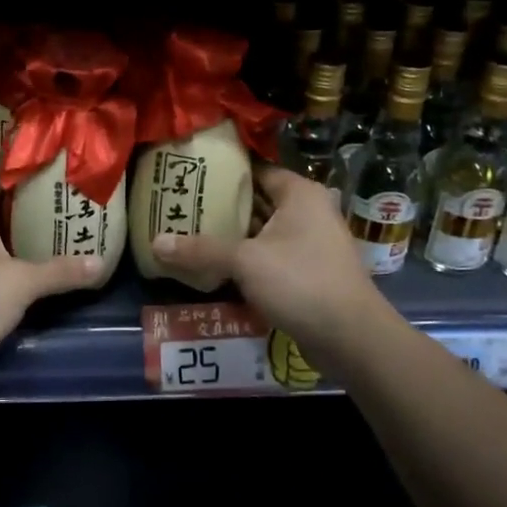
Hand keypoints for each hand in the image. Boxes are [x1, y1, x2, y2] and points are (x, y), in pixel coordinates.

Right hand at [152, 166, 383, 355]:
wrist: (350, 337)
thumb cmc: (300, 281)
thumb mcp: (245, 261)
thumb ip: (201, 250)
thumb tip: (156, 242)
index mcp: (300, 194)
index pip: (256, 170)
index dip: (224, 172)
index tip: (190, 175)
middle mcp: (309, 211)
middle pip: (258, 200)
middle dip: (222, 205)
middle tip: (182, 205)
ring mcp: (311, 242)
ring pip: (263, 231)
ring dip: (233, 235)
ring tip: (189, 232)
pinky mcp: (308, 271)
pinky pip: (270, 255)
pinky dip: (246, 258)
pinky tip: (215, 265)